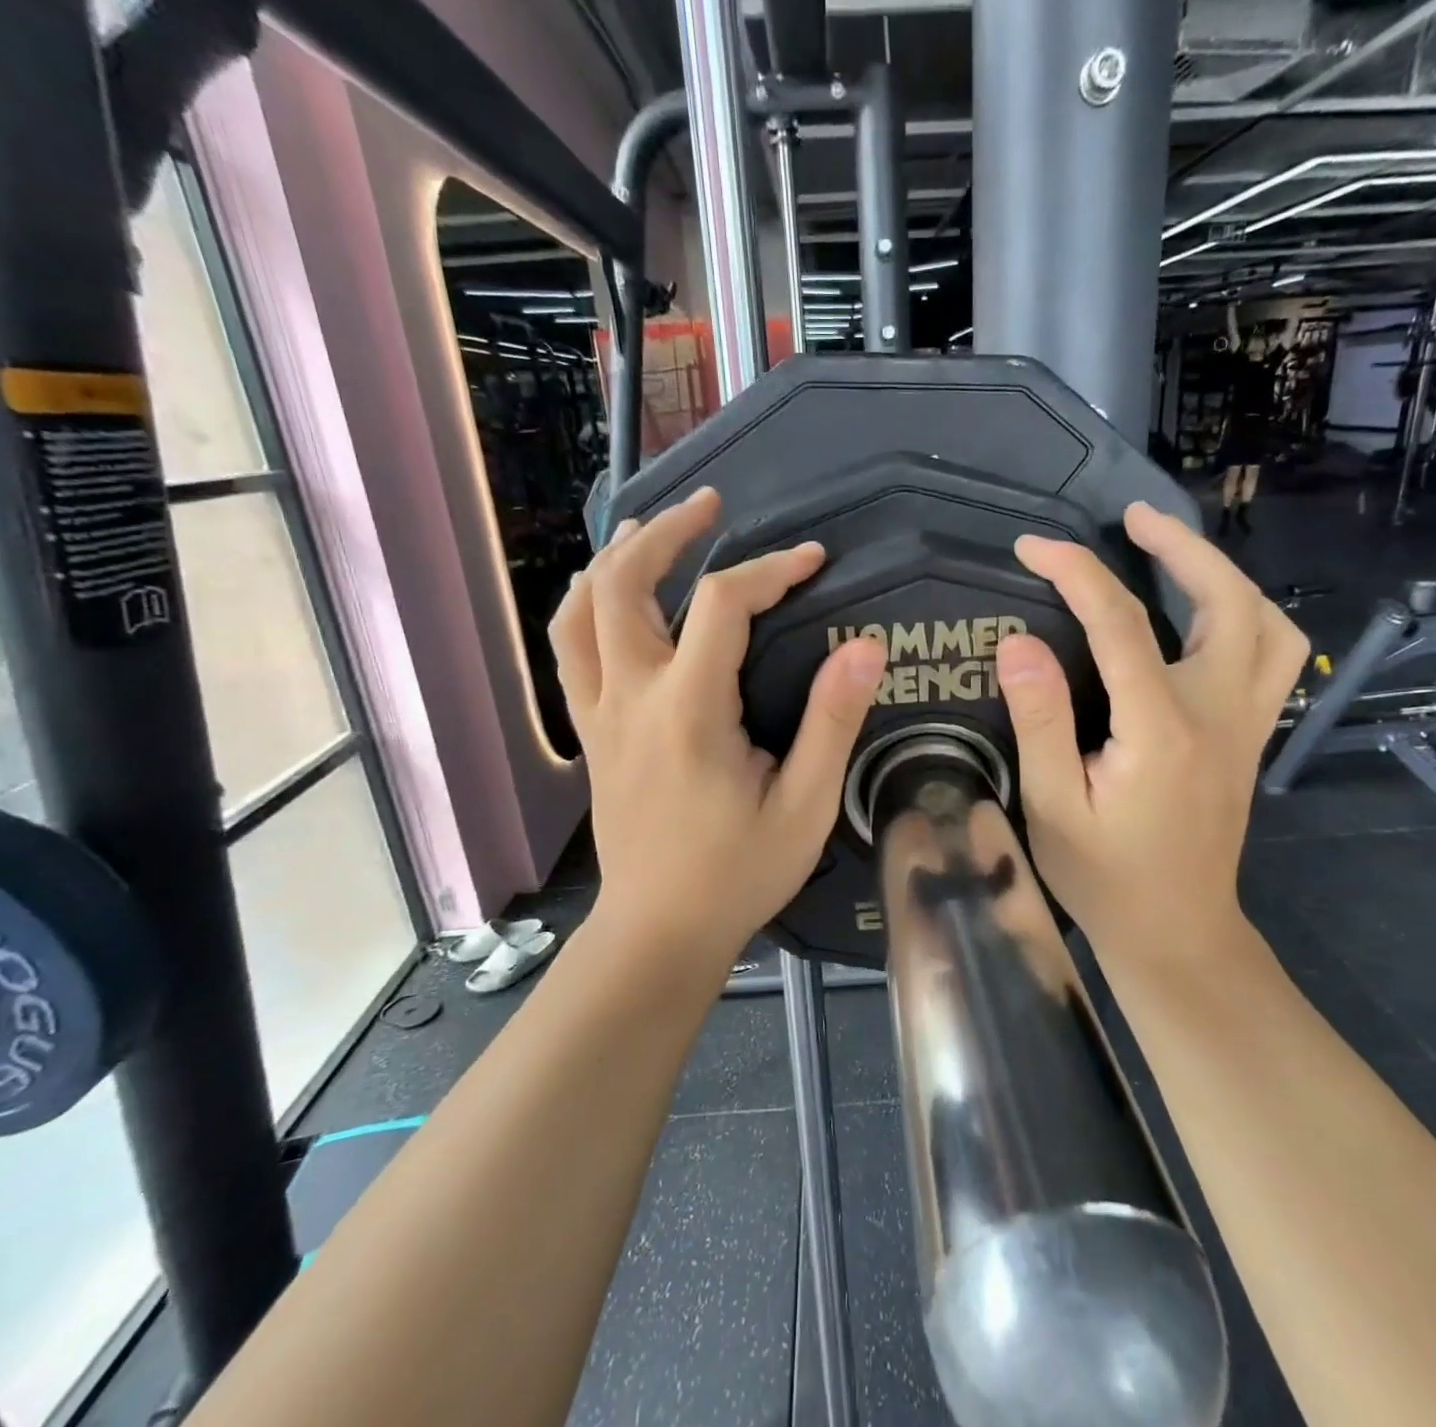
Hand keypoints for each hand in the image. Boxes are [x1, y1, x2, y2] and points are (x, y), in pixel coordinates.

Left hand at [549, 489, 887, 968]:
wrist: (658, 931)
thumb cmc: (737, 874)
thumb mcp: (805, 807)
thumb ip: (832, 723)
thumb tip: (864, 647)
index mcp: (689, 711)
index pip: (722, 605)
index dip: (770, 569)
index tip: (812, 560)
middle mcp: (631, 697)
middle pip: (625, 584)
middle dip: (667, 531)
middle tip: (710, 504)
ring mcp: (599, 713)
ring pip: (581, 611)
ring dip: (615, 559)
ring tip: (650, 529)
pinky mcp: (590, 732)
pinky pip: (571, 650)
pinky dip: (588, 606)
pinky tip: (613, 595)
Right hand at [993, 501, 1307, 965]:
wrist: (1177, 935)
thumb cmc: (1104, 878)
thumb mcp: (1050, 806)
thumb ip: (1039, 720)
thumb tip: (1018, 642)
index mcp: (1160, 729)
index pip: (1119, 624)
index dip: (1075, 572)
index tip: (1031, 546)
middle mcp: (1217, 714)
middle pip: (1227, 603)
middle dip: (1182, 547)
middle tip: (1133, 518)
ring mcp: (1245, 726)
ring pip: (1267, 624)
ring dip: (1223, 575)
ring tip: (1174, 552)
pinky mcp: (1250, 739)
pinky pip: (1271, 656)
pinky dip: (1244, 615)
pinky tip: (1204, 614)